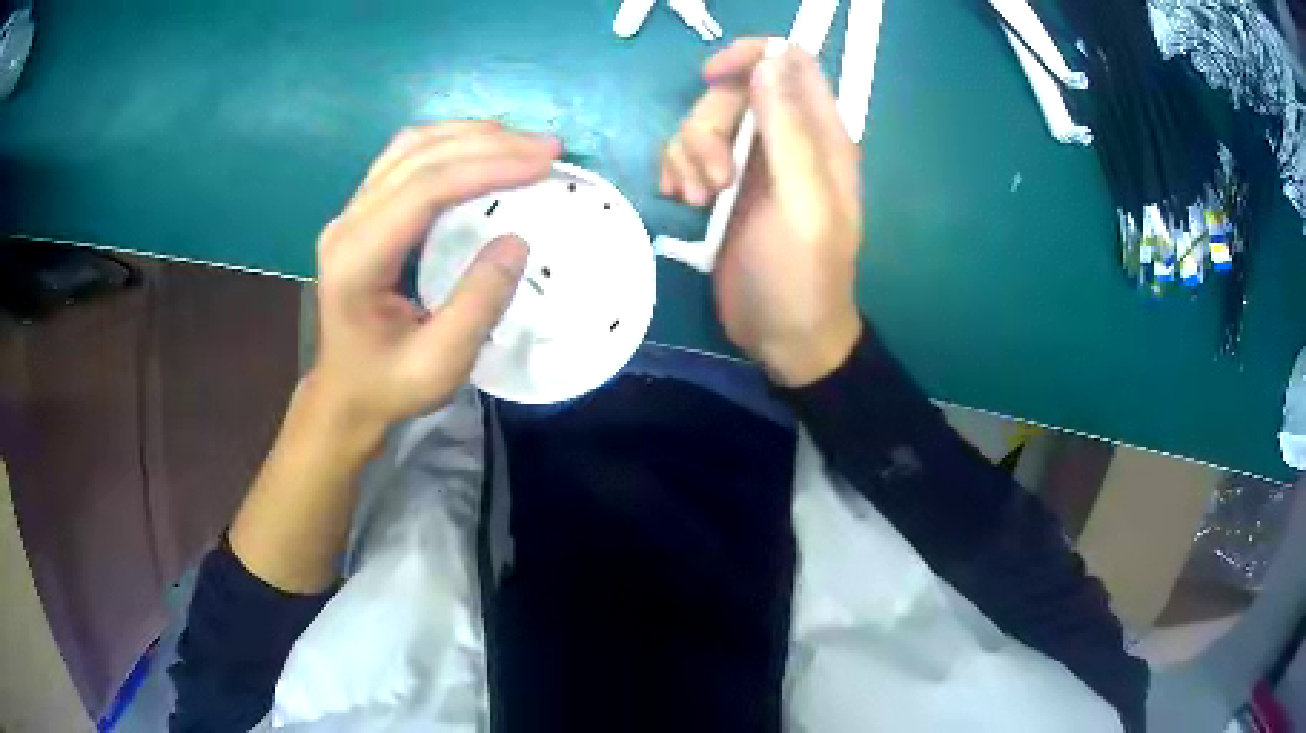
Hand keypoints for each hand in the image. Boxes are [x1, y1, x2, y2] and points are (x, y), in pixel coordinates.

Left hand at [309, 122, 561, 445]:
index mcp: (357, 259)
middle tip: (547, 148)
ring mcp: (350, 212)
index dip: (487, 167)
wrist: (345, 394)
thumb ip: (477, 304)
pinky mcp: (361, 212)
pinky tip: (482, 151)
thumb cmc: (389, 385)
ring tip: (522, 144)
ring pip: (410, 147)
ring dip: (469, 137)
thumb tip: (517, 239)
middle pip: (418, 157)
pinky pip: (404, 158)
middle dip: (488, 144)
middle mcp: (347, 223)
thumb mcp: (440, 364)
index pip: (425, 189)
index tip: (544, 163)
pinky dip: (449, 146)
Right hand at [661, 40, 863, 385]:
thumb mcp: (803, 203)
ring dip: (688, 154)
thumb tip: (769, 61)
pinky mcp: (722, 186)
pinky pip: (686, 152)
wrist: (783, 336)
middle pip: (733, 92)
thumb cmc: (802, 275)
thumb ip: (789, 130)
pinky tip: (681, 201)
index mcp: (820, 136)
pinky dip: (676, 169)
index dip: (751, 57)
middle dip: (708, 127)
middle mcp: (786, 139)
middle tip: (713, 181)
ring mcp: (752, 163)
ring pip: (703, 122)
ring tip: (698, 201)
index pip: (791, 62)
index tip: (711, 77)